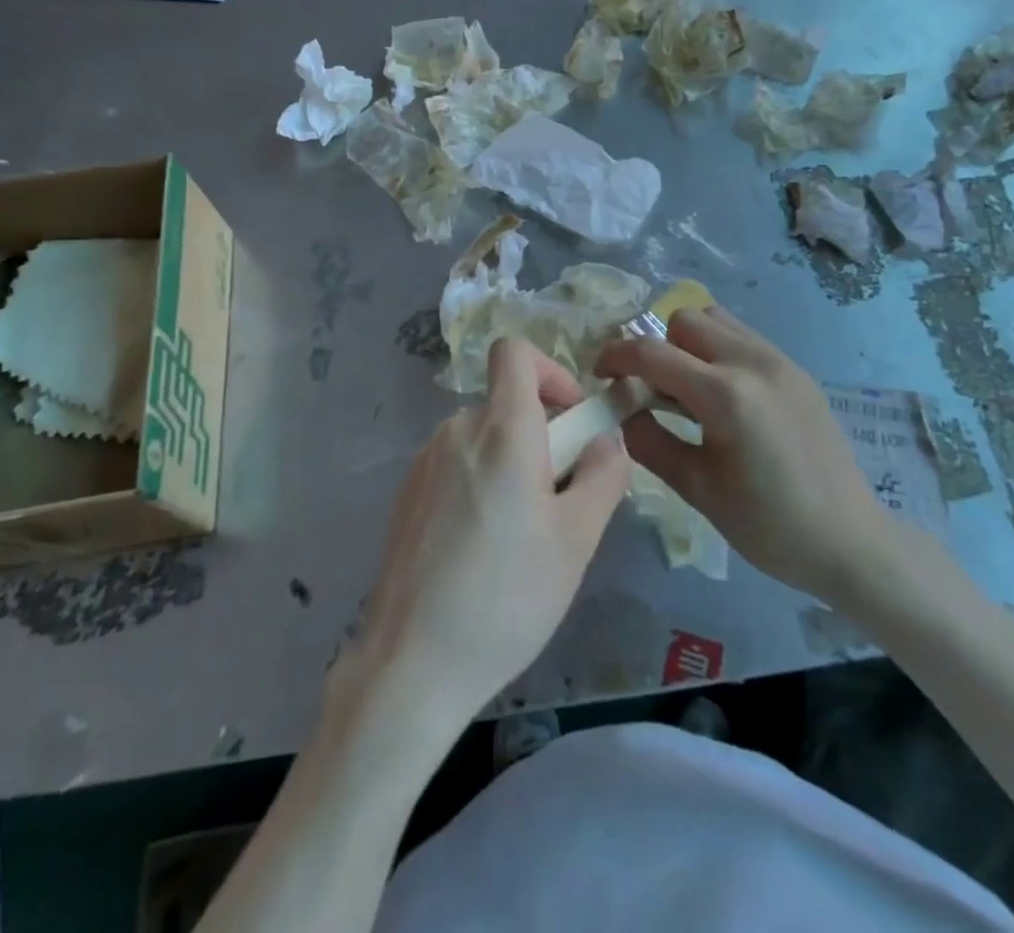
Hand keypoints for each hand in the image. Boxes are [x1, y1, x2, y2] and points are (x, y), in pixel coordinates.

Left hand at [343, 338, 629, 738]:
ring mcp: (425, 462)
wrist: (411, 662)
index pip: (514, 351)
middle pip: (506, 403)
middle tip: (560, 502)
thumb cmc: (507, 596)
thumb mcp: (577, 539)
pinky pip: (457, 466)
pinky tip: (482, 550)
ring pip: (484, 438)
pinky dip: (480, 483)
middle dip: (543, 436)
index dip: (550, 371)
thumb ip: (603, 474)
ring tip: (522, 536)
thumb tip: (606, 439)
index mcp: (500, 429)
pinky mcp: (407, 494)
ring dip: (512, 464)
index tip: (572, 419)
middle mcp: (456, 431)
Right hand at [596, 306, 899, 605]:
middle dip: (656, 346)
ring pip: (716, 320)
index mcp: (725, 394)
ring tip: (687, 388)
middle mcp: (752, 361)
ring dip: (689, 343)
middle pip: (684, 319)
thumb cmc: (769, 525)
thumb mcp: (698, 489)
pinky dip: (718, 350)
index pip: (651, 352)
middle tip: (650, 388)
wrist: (851, 541)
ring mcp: (780, 360)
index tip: (600, 375)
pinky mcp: (796, 370)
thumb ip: (650, 441)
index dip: (616, 357)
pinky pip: (744, 337)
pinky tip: (722, 395)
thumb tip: (624, 411)